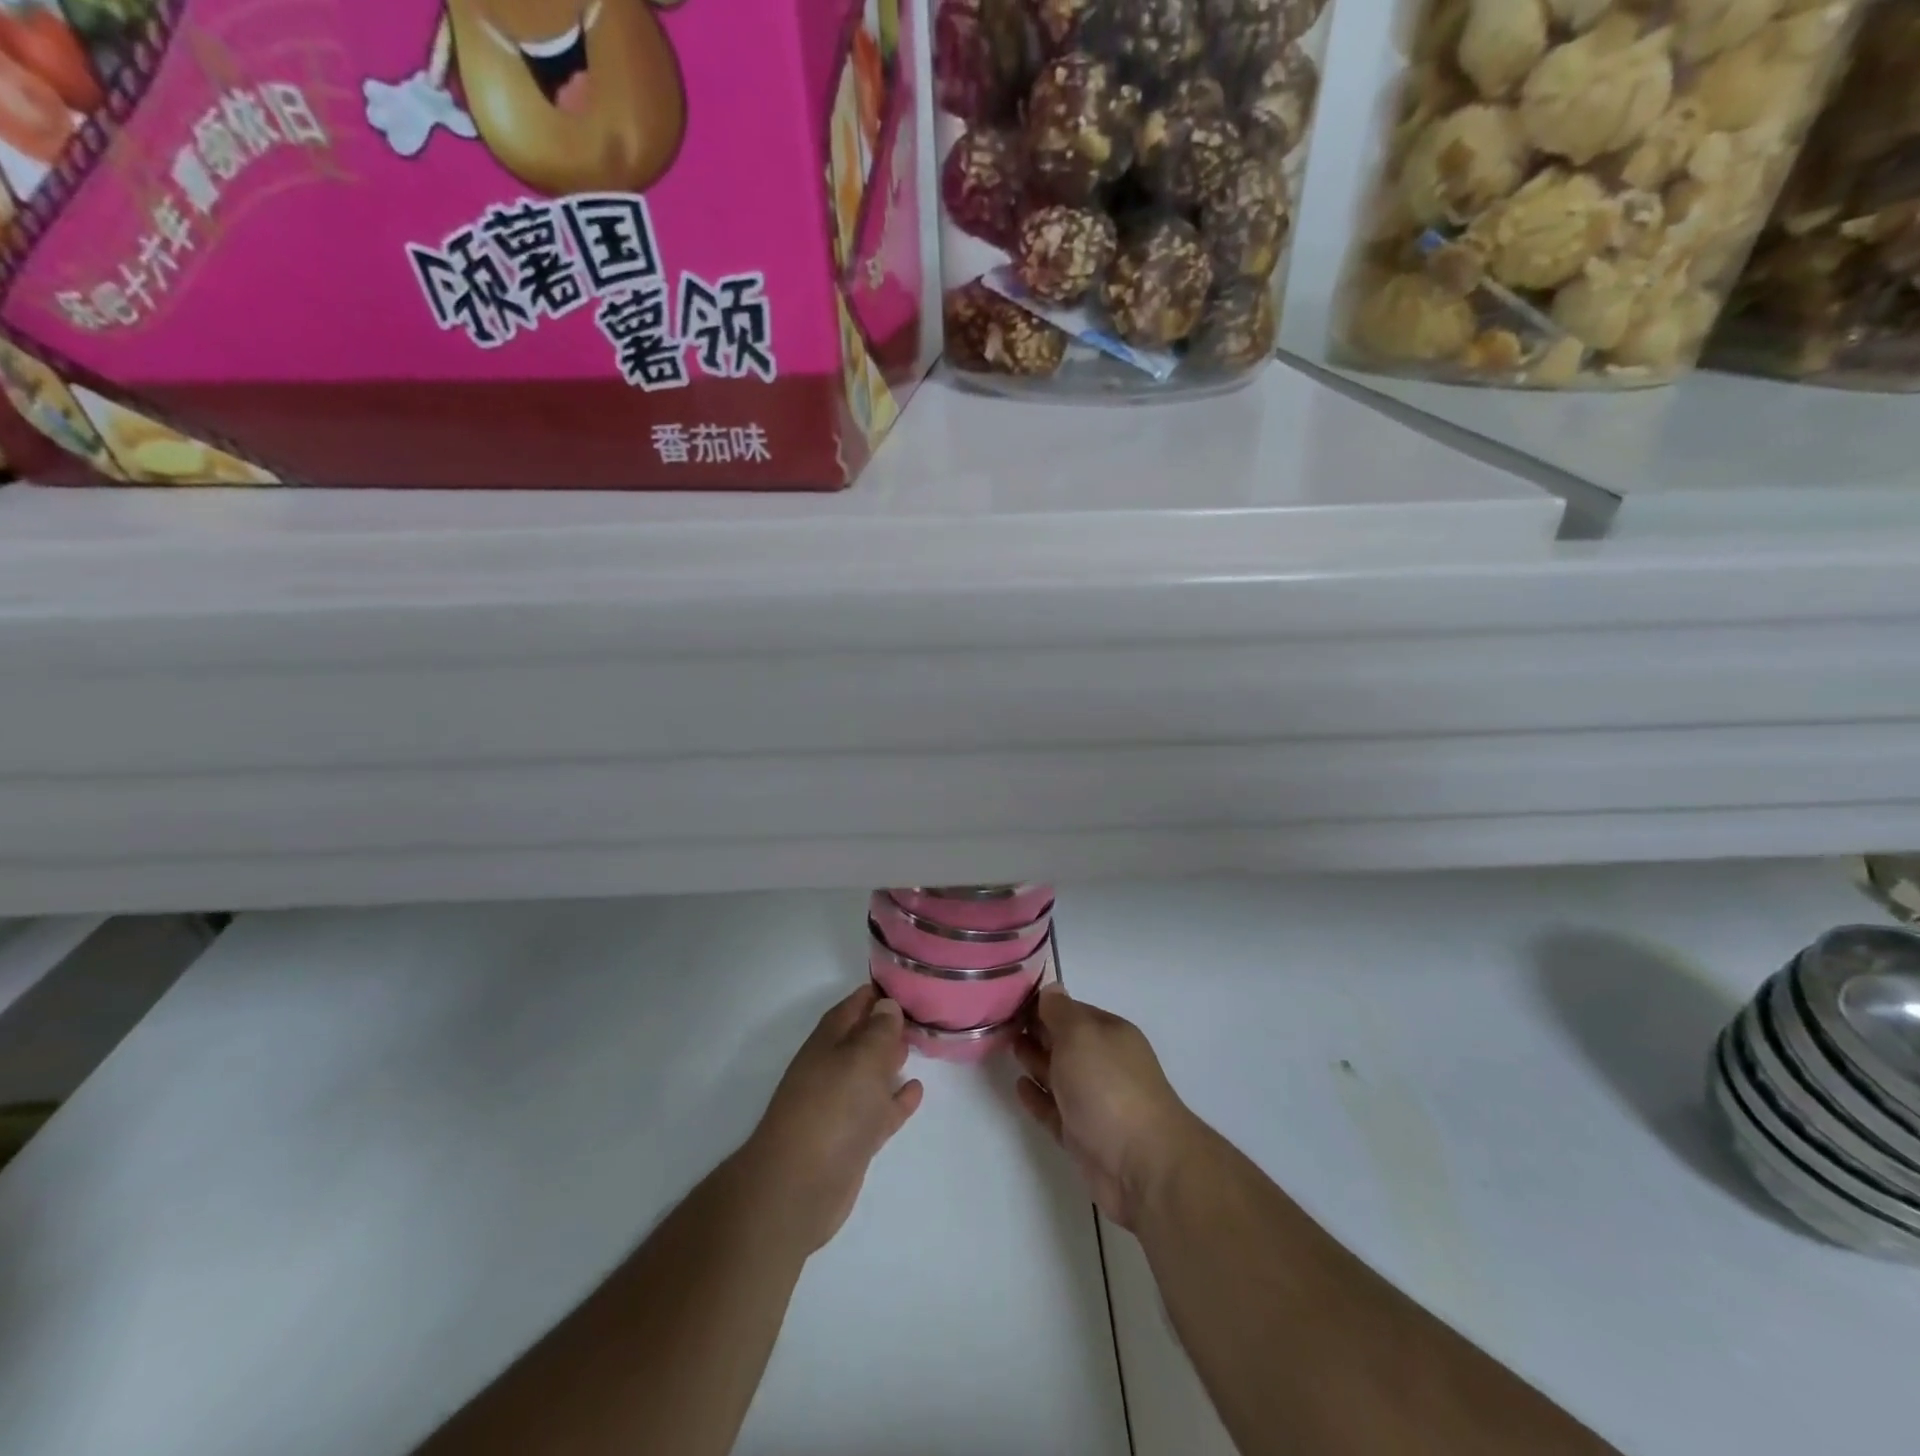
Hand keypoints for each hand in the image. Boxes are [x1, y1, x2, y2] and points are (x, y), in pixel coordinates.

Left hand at [740, 986, 923, 1256]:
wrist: (799, 1186)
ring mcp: (842, 1105)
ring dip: (891, 1059)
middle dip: (887, 1024)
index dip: (878, 993)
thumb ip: (879, 1030)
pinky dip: (897, 1099)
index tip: (907, 982)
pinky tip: (916, 1090)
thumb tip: (886, 1005)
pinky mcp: (853, 1138)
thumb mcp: (861, 1058)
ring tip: (919, 1043)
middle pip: (862, 1038)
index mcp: (829, 1041)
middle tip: (920, 1011)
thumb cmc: (832, 1108)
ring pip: (871, 1073)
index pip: (854, 1005)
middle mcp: (833, 1068)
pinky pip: (880, 1109)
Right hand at [1014, 986, 1198, 1230]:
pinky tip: (1019, 1087)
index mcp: (1110, 1034)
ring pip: (1059, 1075)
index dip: (1043, 1005)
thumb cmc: (1109, 1087)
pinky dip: (1037, 1097)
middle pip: (1065, 1042)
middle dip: (1038, 1031)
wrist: (1142, 1165)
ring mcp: (1094, 1102)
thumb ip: (1060, 1012)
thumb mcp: (1081, 1035)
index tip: (1011, 1000)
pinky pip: (1054, 1110)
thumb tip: (1051, 989)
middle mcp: (1103, 1064)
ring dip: (1035, 1061)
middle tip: (1003, 1022)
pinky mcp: (1082, 1136)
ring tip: (1008, 1048)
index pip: (1072, 1011)